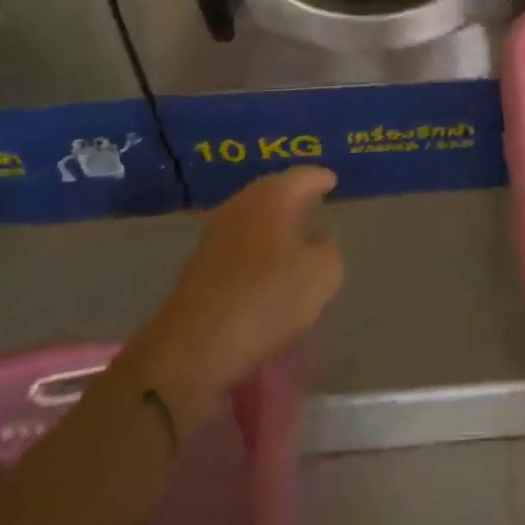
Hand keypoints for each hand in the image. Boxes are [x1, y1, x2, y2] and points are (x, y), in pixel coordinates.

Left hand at [133, 167, 343, 420]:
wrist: (192, 348)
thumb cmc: (266, 299)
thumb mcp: (322, 275)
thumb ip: (330, 251)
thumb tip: (320, 242)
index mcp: (273, 195)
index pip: (304, 176)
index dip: (321, 178)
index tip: (332, 181)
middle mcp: (241, 204)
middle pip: (274, 192)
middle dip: (294, 197)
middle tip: (315, 202)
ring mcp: (215, 234)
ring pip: (253, 218)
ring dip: (273, 225)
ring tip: (293, 237)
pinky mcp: (198, 266)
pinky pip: (238, 246)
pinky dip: (255, 250)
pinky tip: (265, 268)